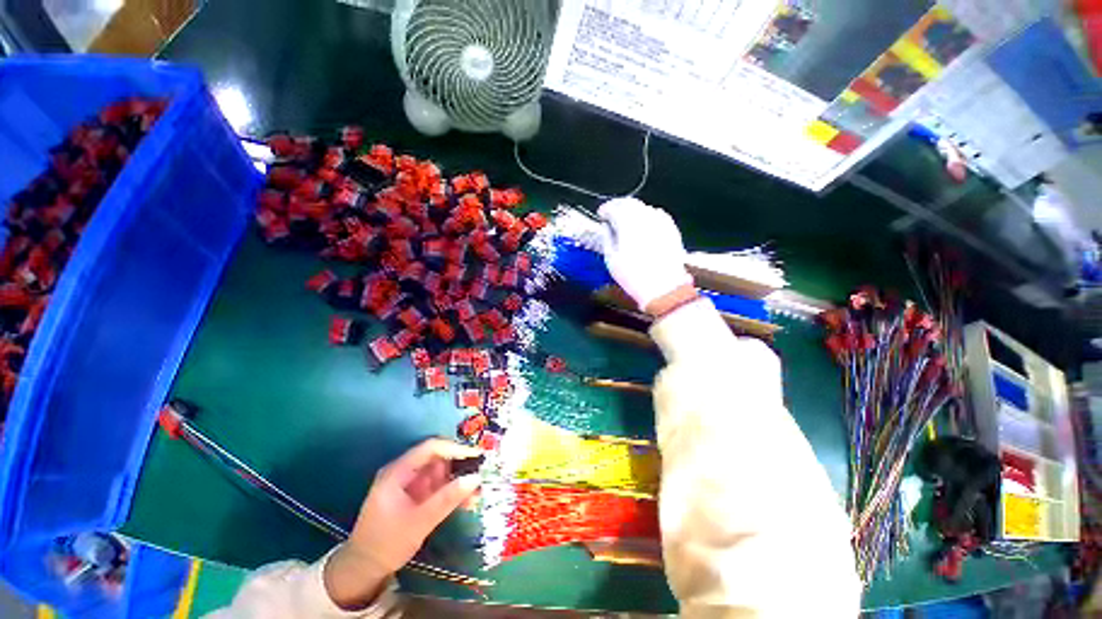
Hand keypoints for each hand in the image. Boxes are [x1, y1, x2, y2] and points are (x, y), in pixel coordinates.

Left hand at [324, 439, 481, 609]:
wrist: (362, 571)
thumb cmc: (385, 544)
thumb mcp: (419, 522)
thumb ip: (447, 499)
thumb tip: (475, 478)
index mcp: (398, 472)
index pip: (430, 448)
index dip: (455, 449)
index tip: (476, 457)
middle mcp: (405, 472)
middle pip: (437, 458)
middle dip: (460, 467)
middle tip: (479, 478)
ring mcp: (410, 484)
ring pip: (441, 473)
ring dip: (459, 481)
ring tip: (476, 494)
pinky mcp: (415, 496)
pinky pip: (438, 487)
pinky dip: (452, 492)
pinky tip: (466, 502)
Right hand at [598, 197, 692, 313]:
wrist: (664, 288)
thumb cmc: (634, 276)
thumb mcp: (611, 259)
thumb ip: (606, 238)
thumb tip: (605, 227)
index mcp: (628, 223)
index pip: (614, 207)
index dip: (605, 208)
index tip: (601, 214)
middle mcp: (645, 217)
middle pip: (630, 203)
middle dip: (618, 206)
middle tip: (611, 214)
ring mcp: (661, 222)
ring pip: (644, 207)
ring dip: (632, 210)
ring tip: (625, 220)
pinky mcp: (671, 229)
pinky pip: (657, 215)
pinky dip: (647, 215)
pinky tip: (643, 225)